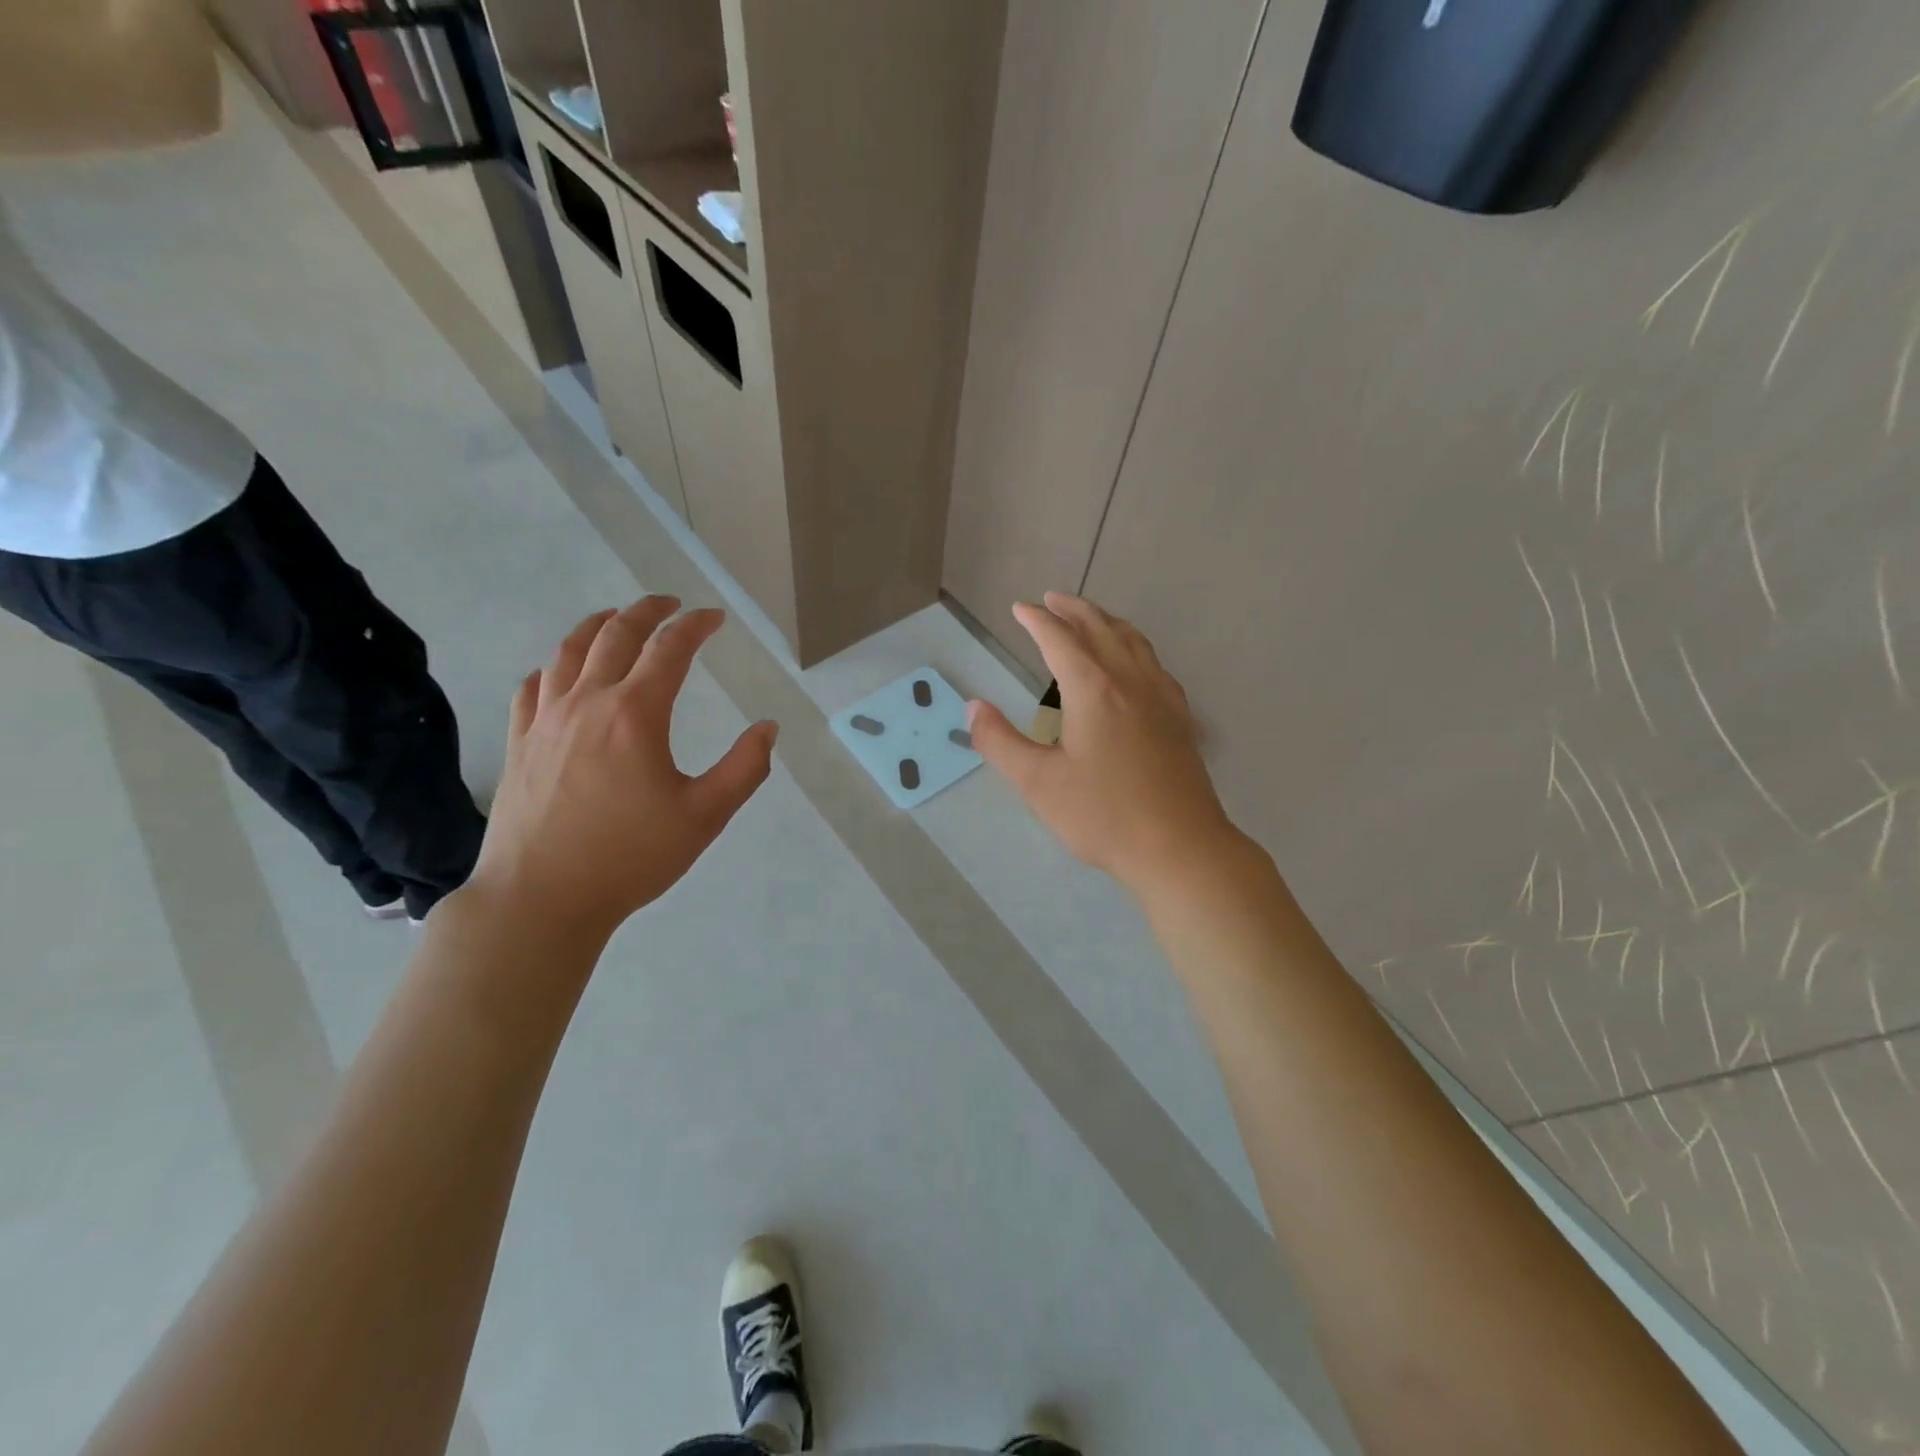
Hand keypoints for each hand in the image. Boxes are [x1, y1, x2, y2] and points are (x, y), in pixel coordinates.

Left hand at [468, 597, 776, 942]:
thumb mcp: (705, 816)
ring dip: (598, 625)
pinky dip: (555, 666)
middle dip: (647, 611)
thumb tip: (767, 728)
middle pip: (615, 634)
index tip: (714, 618)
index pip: (669, 649)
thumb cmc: (631, 857)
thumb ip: (745, 768)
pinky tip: (562, 673)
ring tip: (616, 619)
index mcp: (635, 714)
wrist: (541, 898)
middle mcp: (587, 702)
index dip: (695, 626)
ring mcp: (545, 720)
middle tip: (670, 604)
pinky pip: (533, 686)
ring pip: (568, 651)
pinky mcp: (518, 743)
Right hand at [968, 593, 1239, 895]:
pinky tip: (1134, 664)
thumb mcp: (1038, 782)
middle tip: (1052, 600)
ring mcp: (1162, 697)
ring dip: (1107, 622)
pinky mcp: (1180, 718)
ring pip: (1134, 642)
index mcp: (1093, 689)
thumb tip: (973, 707)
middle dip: (1073, 610)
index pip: (1060, 640)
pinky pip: (1154, 664)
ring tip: (1090, 618)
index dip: (1037, 621)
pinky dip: (1135, 647)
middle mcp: (1130, 681)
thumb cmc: (1103, 815)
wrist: (1179, 847)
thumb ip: (999, 741)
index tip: (1020, 608)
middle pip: (1101, 629)